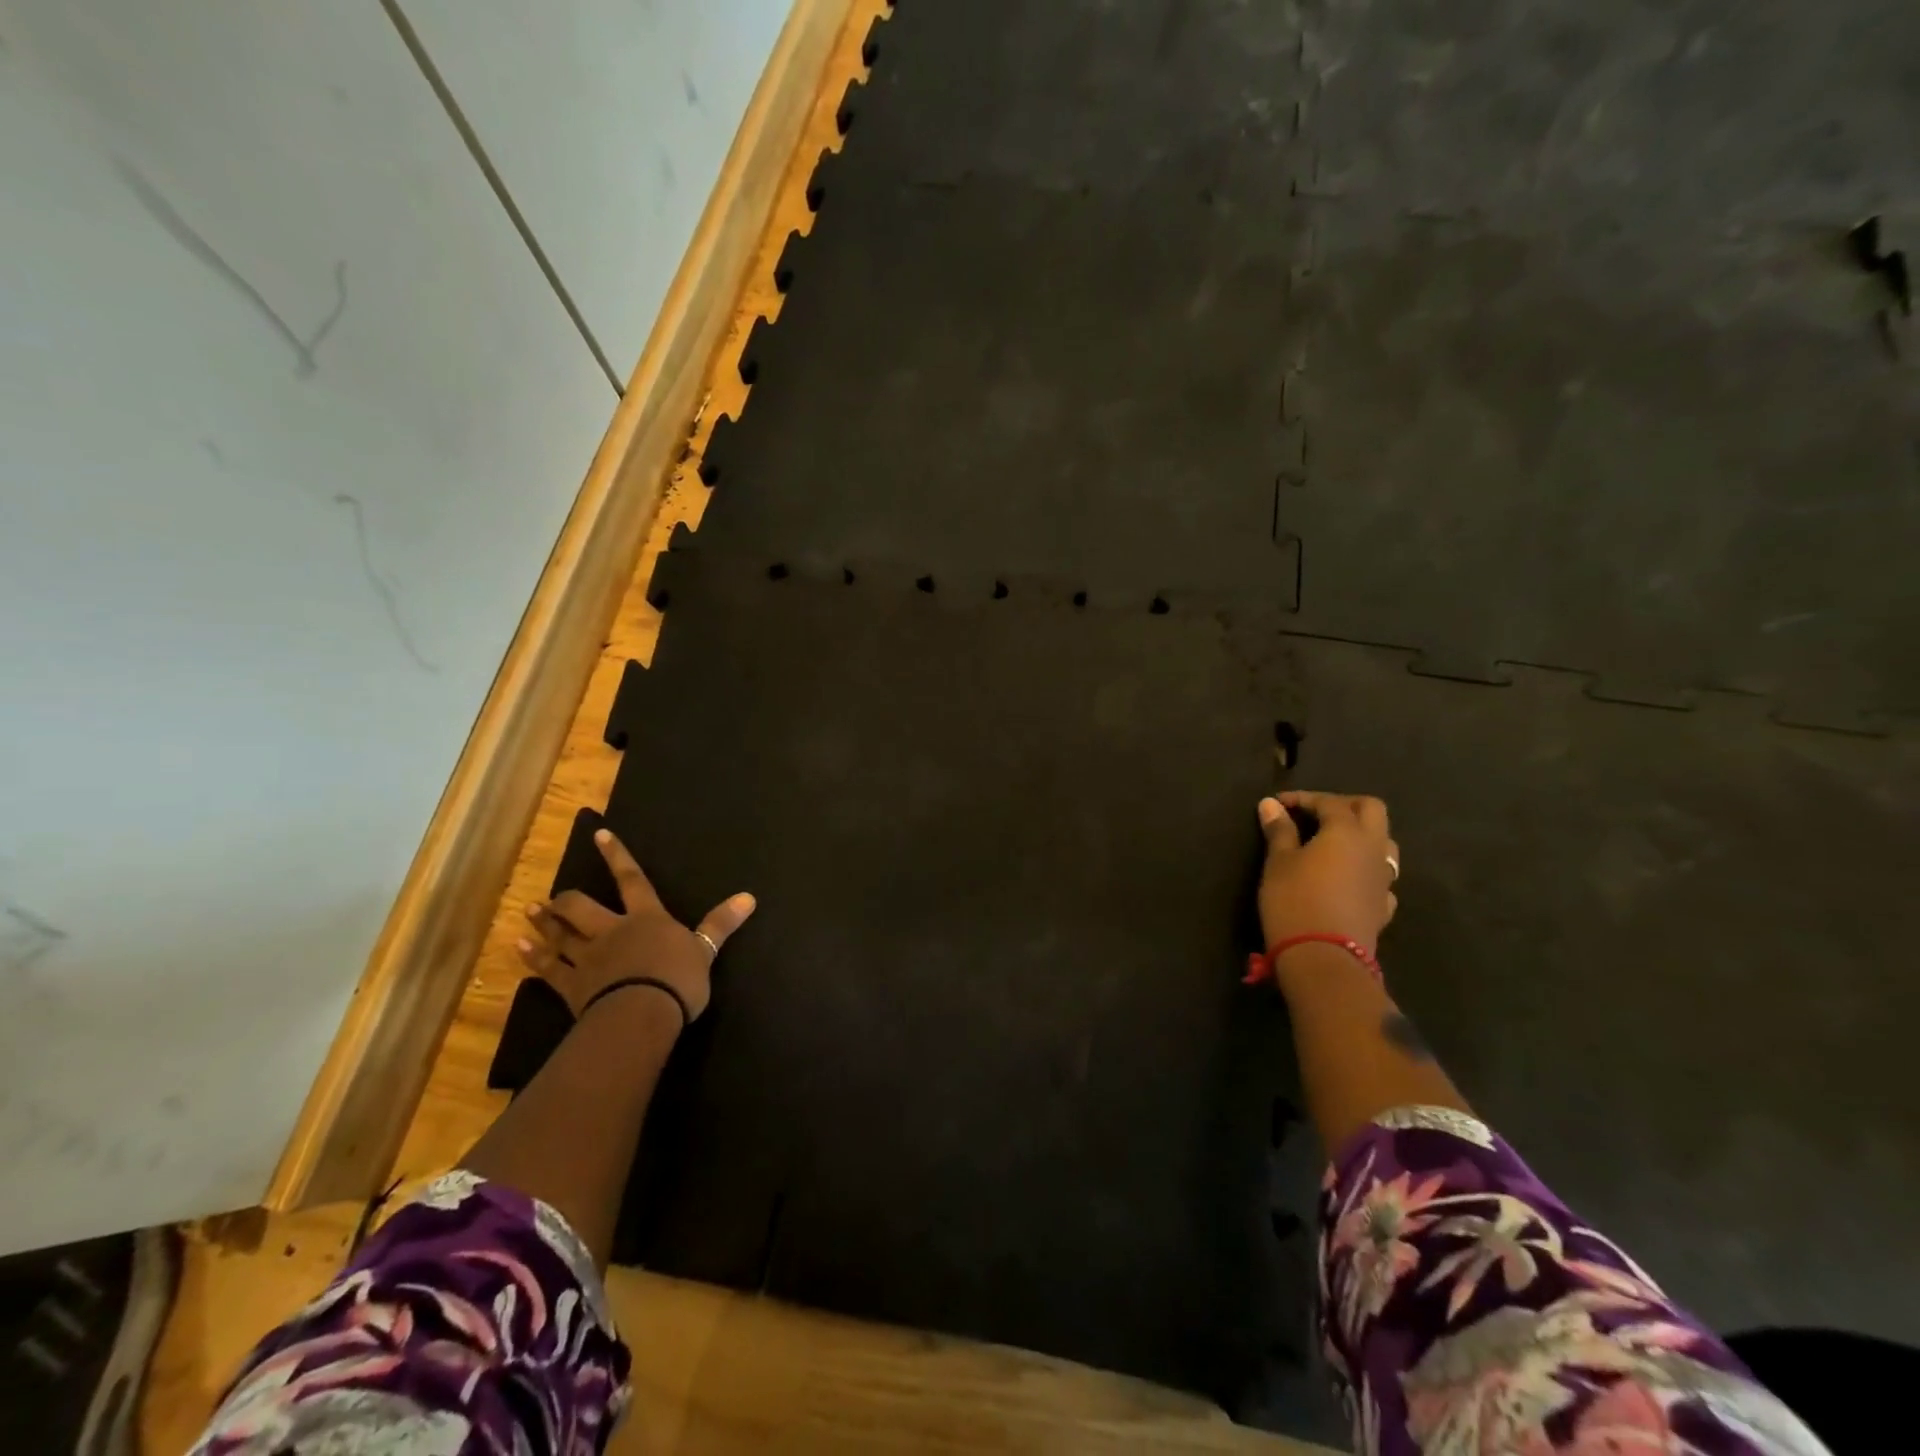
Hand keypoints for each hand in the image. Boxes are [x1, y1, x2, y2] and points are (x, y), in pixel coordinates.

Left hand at [518, 827, 755, 1022]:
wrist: (642, 1012)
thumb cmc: (678, 979)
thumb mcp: (706, 950)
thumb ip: (720, 924)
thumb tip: (749, 897)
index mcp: (647, 919)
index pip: (632, 880)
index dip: (617, 857)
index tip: (600, 835)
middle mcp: (613, 931)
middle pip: (583, 908)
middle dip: (568, 900)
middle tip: (556, 896)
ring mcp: (588, 958)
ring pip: (561, 935)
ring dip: (546, 923)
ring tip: (531, 911)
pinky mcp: (572, 986)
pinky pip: (548, 969)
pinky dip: (532, 958)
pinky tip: (518, 948)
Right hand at [1255, 791, 1399, 955]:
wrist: (1324, 958)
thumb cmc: (1294, 901)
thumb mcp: (1278, 862)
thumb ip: (1279, 830)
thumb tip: (1271, 804)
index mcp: (1347, 832)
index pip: (1329, 802)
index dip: (1303, 798)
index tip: (1278, 805)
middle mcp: (1373, 848)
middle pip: (1371, 810)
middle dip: (1343, 805)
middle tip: (1314, 813)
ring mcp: (1384, 878)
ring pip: (1383, 842)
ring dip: (1360, 834)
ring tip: (1332, 842)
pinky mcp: (1384, 905)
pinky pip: (1380, 876)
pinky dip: (1364, 868)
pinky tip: (1347, 878)